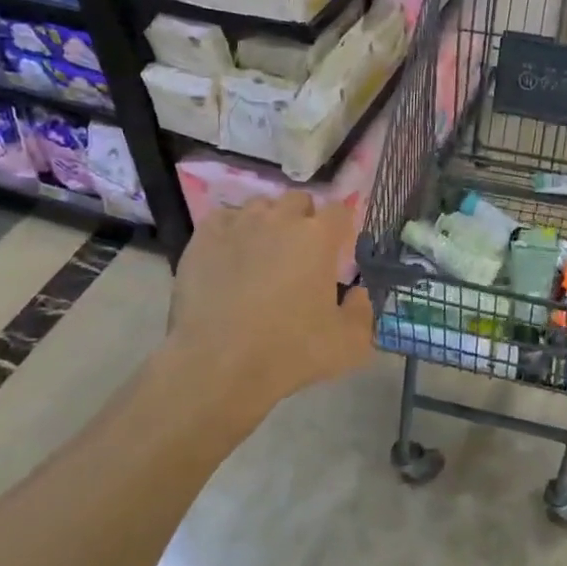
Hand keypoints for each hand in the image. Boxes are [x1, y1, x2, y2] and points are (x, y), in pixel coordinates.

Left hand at [163, 192, 375, 435]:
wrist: (220, 364)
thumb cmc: (290, 352)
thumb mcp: (349, 344)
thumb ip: (362, 312)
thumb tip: (357, 294)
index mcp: (318, 237)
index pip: (339, 211)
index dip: (340, 228)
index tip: (337, 250)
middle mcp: (279, 219)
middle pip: (298, 200)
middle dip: (304, 219)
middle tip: (300, 252)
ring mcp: (239, 224)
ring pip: (259, 206)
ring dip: (268, 222)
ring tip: (263, 252)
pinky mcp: (204, 238)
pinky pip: (223, 218)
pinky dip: (232, 230)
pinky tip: (230, 254)